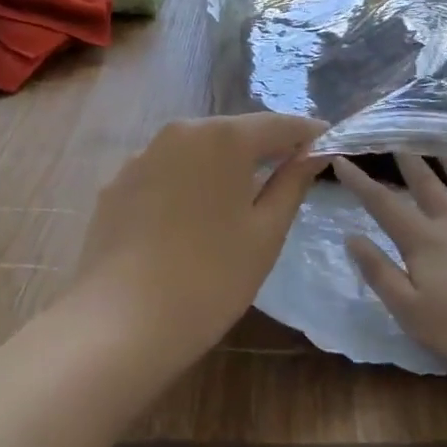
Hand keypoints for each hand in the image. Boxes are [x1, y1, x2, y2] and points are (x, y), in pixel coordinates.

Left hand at [62, 115, 324, 368]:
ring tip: (239, 200)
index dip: (308, 134)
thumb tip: (313, 154)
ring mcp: (141, 157)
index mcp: (223, 137)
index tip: (330, 145)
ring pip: (196, 152)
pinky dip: (186, 185)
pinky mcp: (116, 185)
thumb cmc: (211, 277)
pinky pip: (165, 174)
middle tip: (290, 173)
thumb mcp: (266, 233)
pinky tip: (190, 221)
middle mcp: (179, 132)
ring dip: (222, 167)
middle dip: (264, 149)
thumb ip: (292, 184)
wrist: (121, 322)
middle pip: (234, 133)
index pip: (278, 125)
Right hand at [335, 154, 446, 408]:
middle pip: (428, 184)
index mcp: (424, 241)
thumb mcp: (411, 312)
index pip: (384, 204)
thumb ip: (380, 272)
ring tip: (446, 145)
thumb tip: (351, 236)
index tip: (342, 159)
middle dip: (409, 161)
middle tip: (398, 138)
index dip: (360, 182)